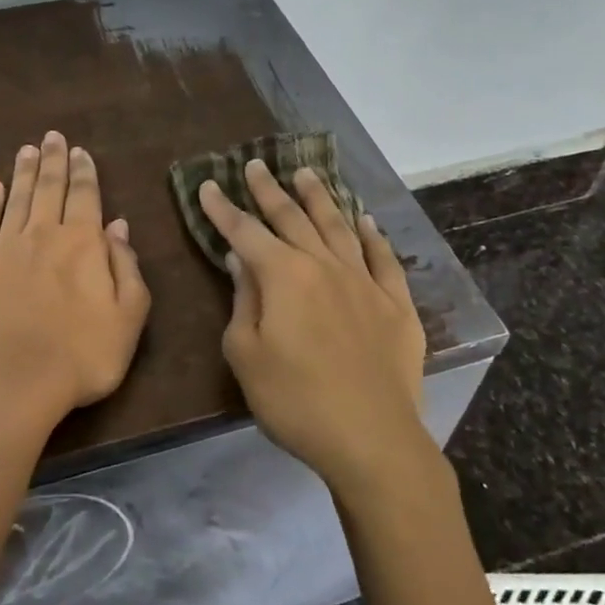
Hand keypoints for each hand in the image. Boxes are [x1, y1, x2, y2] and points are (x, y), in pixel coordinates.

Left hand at [0, 131, 150, 426]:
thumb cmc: (82, 355)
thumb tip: (118, 225)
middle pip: (49, 187)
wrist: (14, 382)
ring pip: (16, 198)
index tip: (80, 151)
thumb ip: (126, 267)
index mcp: (83, 243)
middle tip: (53, 136)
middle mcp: (43, 233)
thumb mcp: (129, 316)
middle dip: (53, 160)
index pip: (86, 196)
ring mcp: (4, 247)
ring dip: (23, 172)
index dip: (84, 172)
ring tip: (28, 149)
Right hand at [198, 161, 426, 490]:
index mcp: (283, 276)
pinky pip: (383, 259)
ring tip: (306, 173)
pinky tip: (365, 220)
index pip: (245, 231)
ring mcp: (364, 281)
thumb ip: (243, 300)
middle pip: (292, 218)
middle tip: (256, 165)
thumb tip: (241, 259)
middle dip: (269, 190)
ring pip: (338, 226)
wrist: (372, 439)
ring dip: (319, 198)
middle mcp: (324, 265)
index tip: (209, 184)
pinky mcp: (396, 304)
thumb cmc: (295, 401)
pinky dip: (372, 235)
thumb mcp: (246, 355)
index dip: (223, 208)